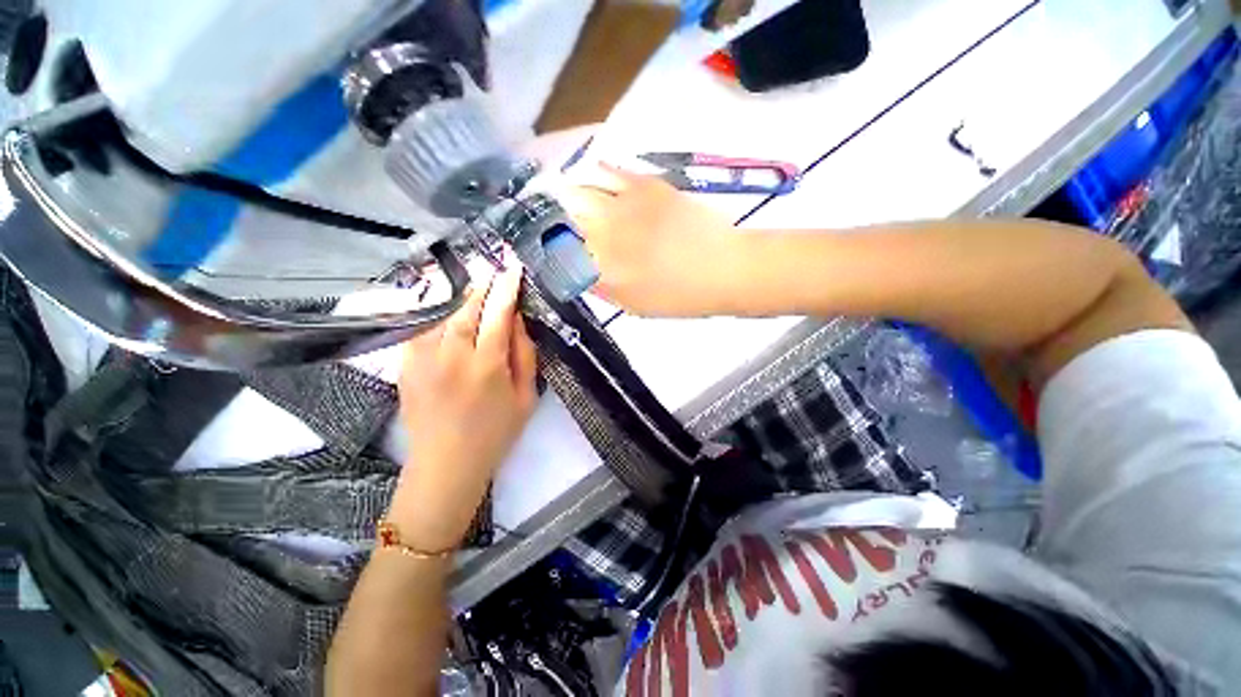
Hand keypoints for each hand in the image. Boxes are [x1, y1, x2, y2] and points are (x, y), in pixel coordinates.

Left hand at [388, 263, 537, 550]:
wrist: (446, 465)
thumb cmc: (496, 433)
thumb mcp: (526, 397)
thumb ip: (525, 356)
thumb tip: (517, 321)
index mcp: (487, 366)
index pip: (499, 316)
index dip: (507, 289)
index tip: (512, 269)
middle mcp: (452, 357)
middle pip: (466, 310)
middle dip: (481, 287)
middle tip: (492, 271)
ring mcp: (423, 360)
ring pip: (441, 315)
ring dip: (458, 297)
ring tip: (472, 286)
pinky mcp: (405, 366)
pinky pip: (421, 329)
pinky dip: (435, 314)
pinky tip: (445, 310)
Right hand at [557, 164, 740, 315]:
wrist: (722, 269)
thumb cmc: (679, 297)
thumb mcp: (634, 307)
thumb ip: (599, 287)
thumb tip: (576, 269)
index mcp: (602, 272)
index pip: (557, 254)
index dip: (545, 247)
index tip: (543, 245)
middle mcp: (604, 237)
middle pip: (560, 219)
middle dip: (549, 219)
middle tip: (549, 220)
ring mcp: (623, 207)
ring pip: (577, 192)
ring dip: (566, 195)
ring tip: (566, 197)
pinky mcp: (644, 185)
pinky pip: (607, 171)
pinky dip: (593, 175)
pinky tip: (592, 178)